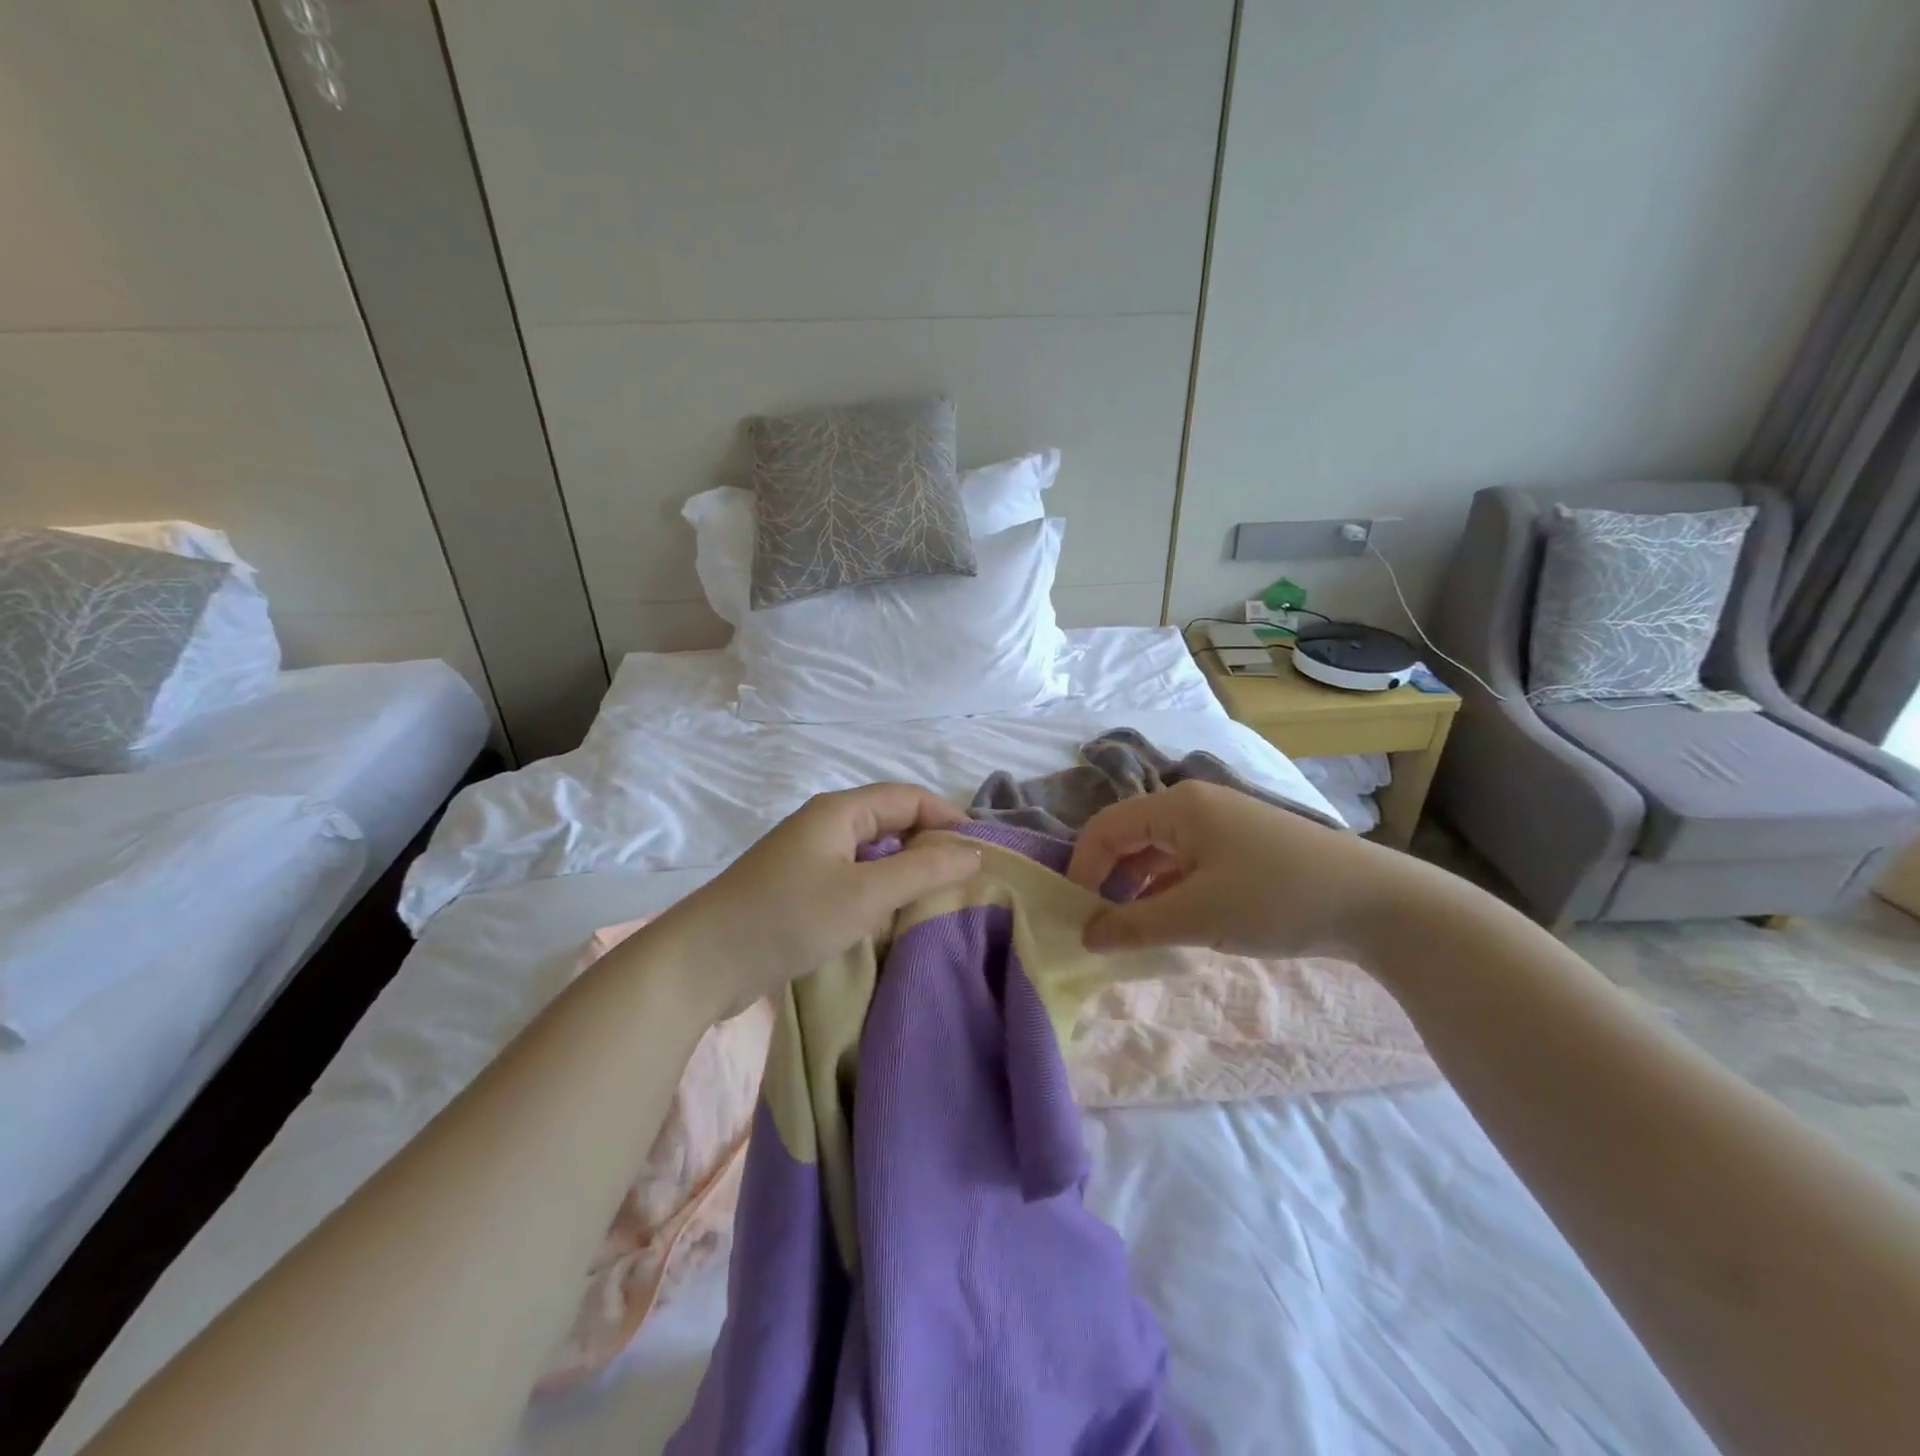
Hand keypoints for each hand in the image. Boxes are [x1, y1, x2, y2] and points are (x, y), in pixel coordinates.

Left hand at [647, 784, 981, 1018]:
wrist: (702, 963)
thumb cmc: (788, 917)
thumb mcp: (865, 894)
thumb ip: (923, 869)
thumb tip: (974, 851)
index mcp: (840, 811)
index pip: (909, 797)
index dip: (948, 816)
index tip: (982, 851)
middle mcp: (825, 825)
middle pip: (892, 821)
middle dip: (930, 843)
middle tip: (966, 879)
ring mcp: (809, 858)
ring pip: (873, 853)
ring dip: (906, 870)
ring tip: (939, 899)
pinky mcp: (799, 890)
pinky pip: (854, 877)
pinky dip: (880, 890)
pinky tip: (892, 917)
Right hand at [1065, 779, 1421, 957]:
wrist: (1375, 903)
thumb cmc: (1275, 898)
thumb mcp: (1197, 916)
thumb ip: (1133, 925)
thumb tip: (1085, 935)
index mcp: (1177, 806)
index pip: (1105, 828)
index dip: (1082, 869)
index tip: (1075, 915)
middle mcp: (1194, 805)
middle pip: (1129, 836)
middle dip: (1108, 879)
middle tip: (1098, 926)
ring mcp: (1221, 824)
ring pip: (1158, 852)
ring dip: (1138, 888)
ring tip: (1130, 931)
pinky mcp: (1242, 846)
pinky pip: (1186, 863)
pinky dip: (1169, 890)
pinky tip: (1170, 922)